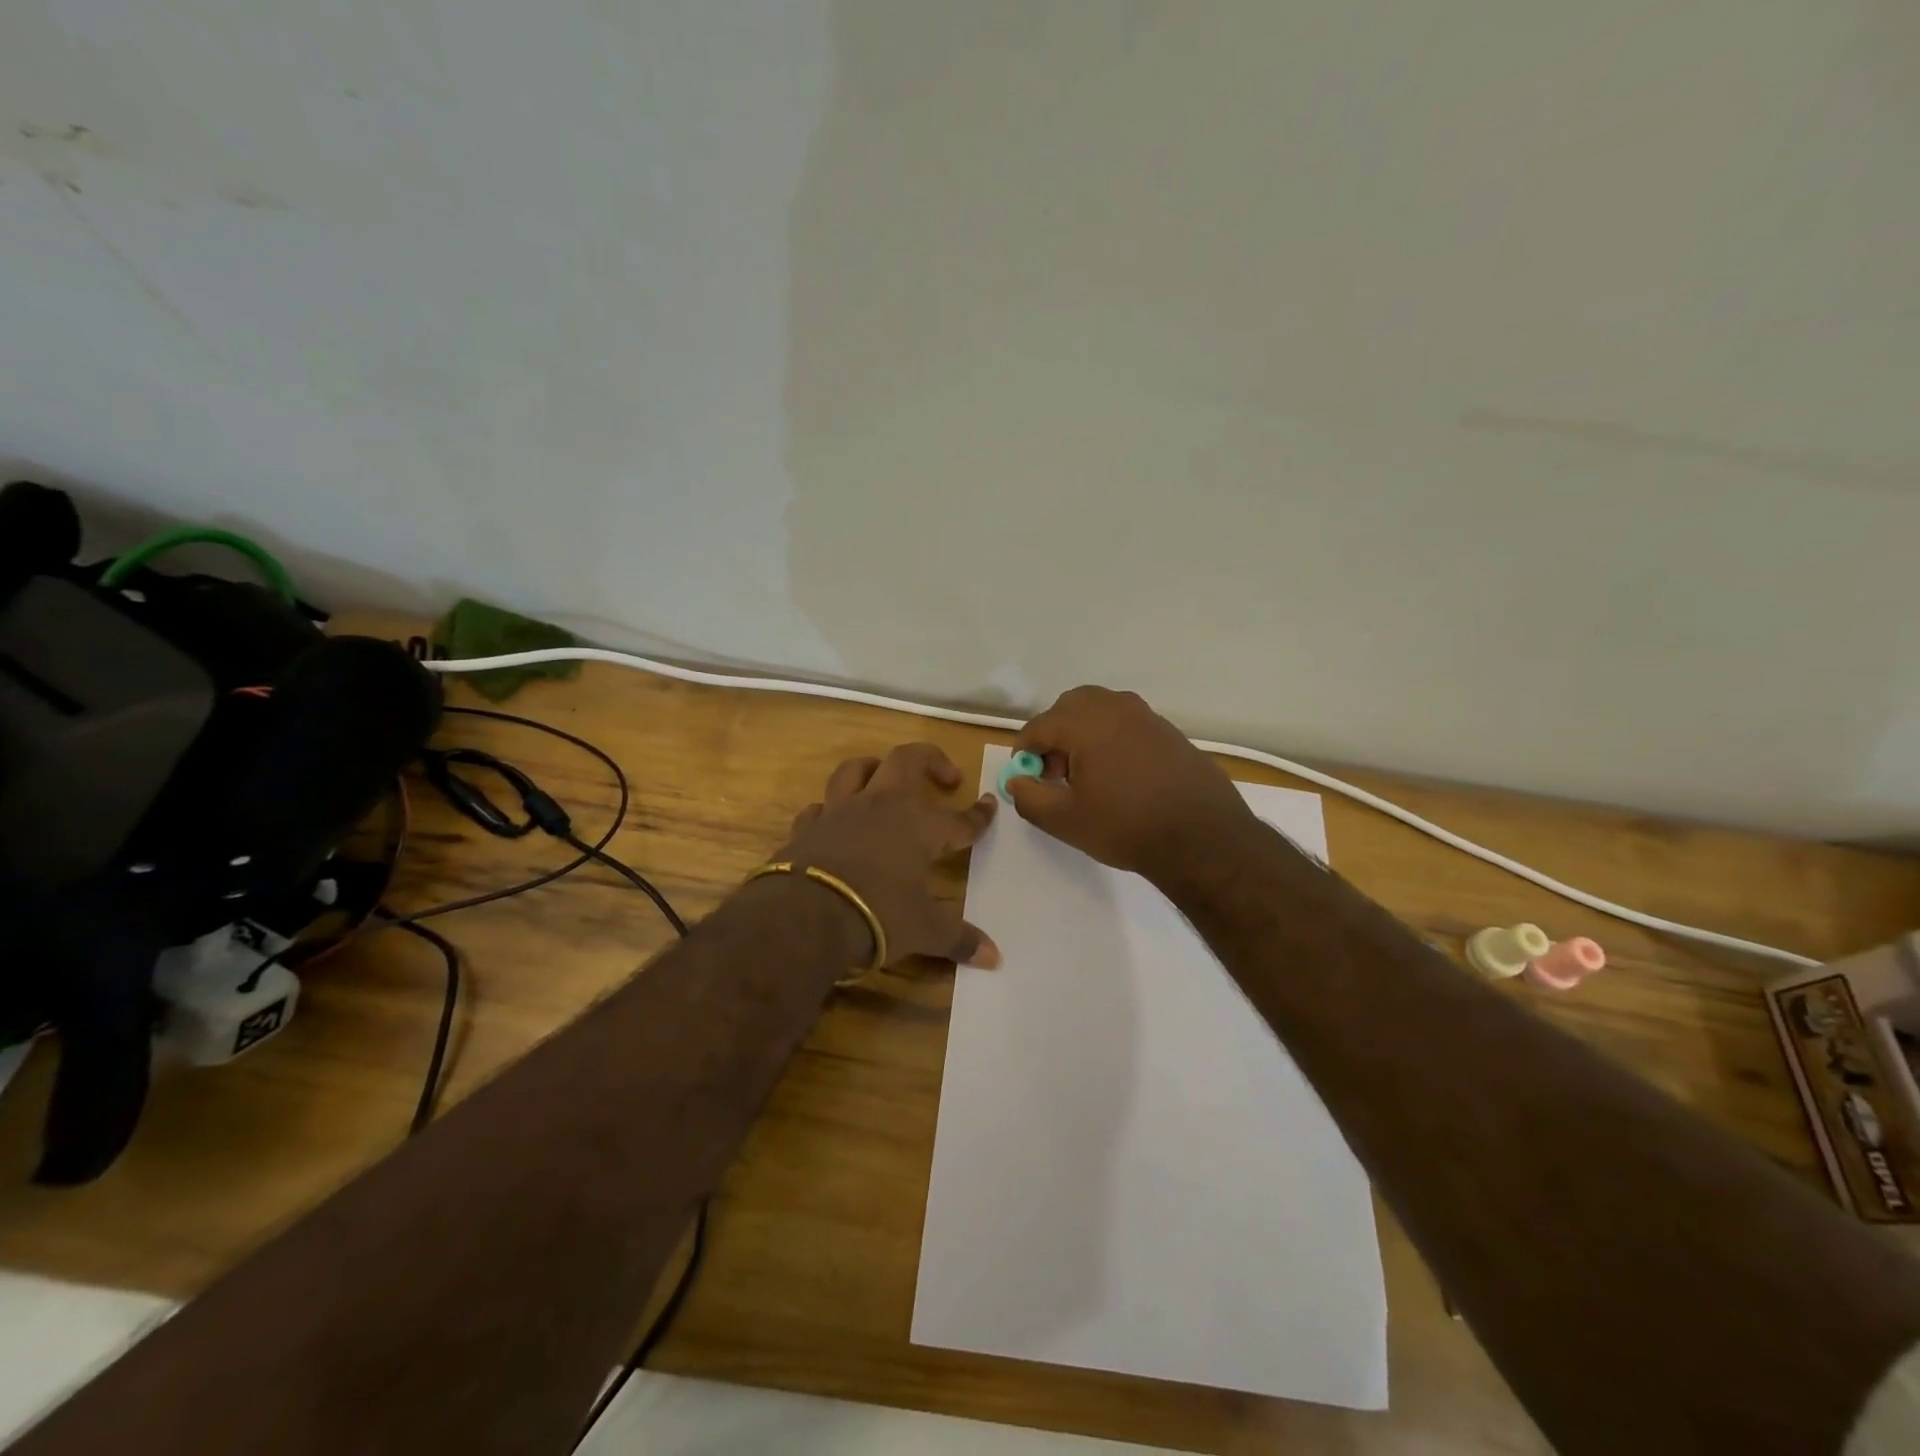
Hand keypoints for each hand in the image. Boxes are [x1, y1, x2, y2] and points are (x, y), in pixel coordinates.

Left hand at [779, 742, 1000, 967]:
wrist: (803, 916)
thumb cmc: (877, 915)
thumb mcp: (924, 930)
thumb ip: (959, 938)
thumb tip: (995, 957)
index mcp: (919, 825)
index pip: (959, 818)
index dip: (979, 815)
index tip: (990, 805)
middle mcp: (881, 806)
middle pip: (907, 760)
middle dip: (931, 760)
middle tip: (947, 777)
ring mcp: (840, 812)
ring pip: (856, 770)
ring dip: (874, 768)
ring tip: (884, 777)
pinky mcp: (807, 827)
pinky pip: (819, 806)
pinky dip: (830, 809)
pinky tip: (834, 819)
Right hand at [1007, 686, 1259, 882]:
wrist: (1201, 836)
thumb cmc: (1125, 826)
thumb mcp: (1064, 820)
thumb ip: (1029, 797)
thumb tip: (1017, 781)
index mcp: (1084, 722)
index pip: (1039, 726)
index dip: (1025, 753)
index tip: (1028, 779)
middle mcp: (1115, 707)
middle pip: (1070, 707)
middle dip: (1055, 735)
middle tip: (1056, 773)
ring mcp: (1146, 716)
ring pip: (1101, 711)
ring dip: (1084, 734)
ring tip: (1088, 775)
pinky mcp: (1169, 731)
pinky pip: (1128, 724)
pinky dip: (1113, 739)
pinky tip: (1121, 777)